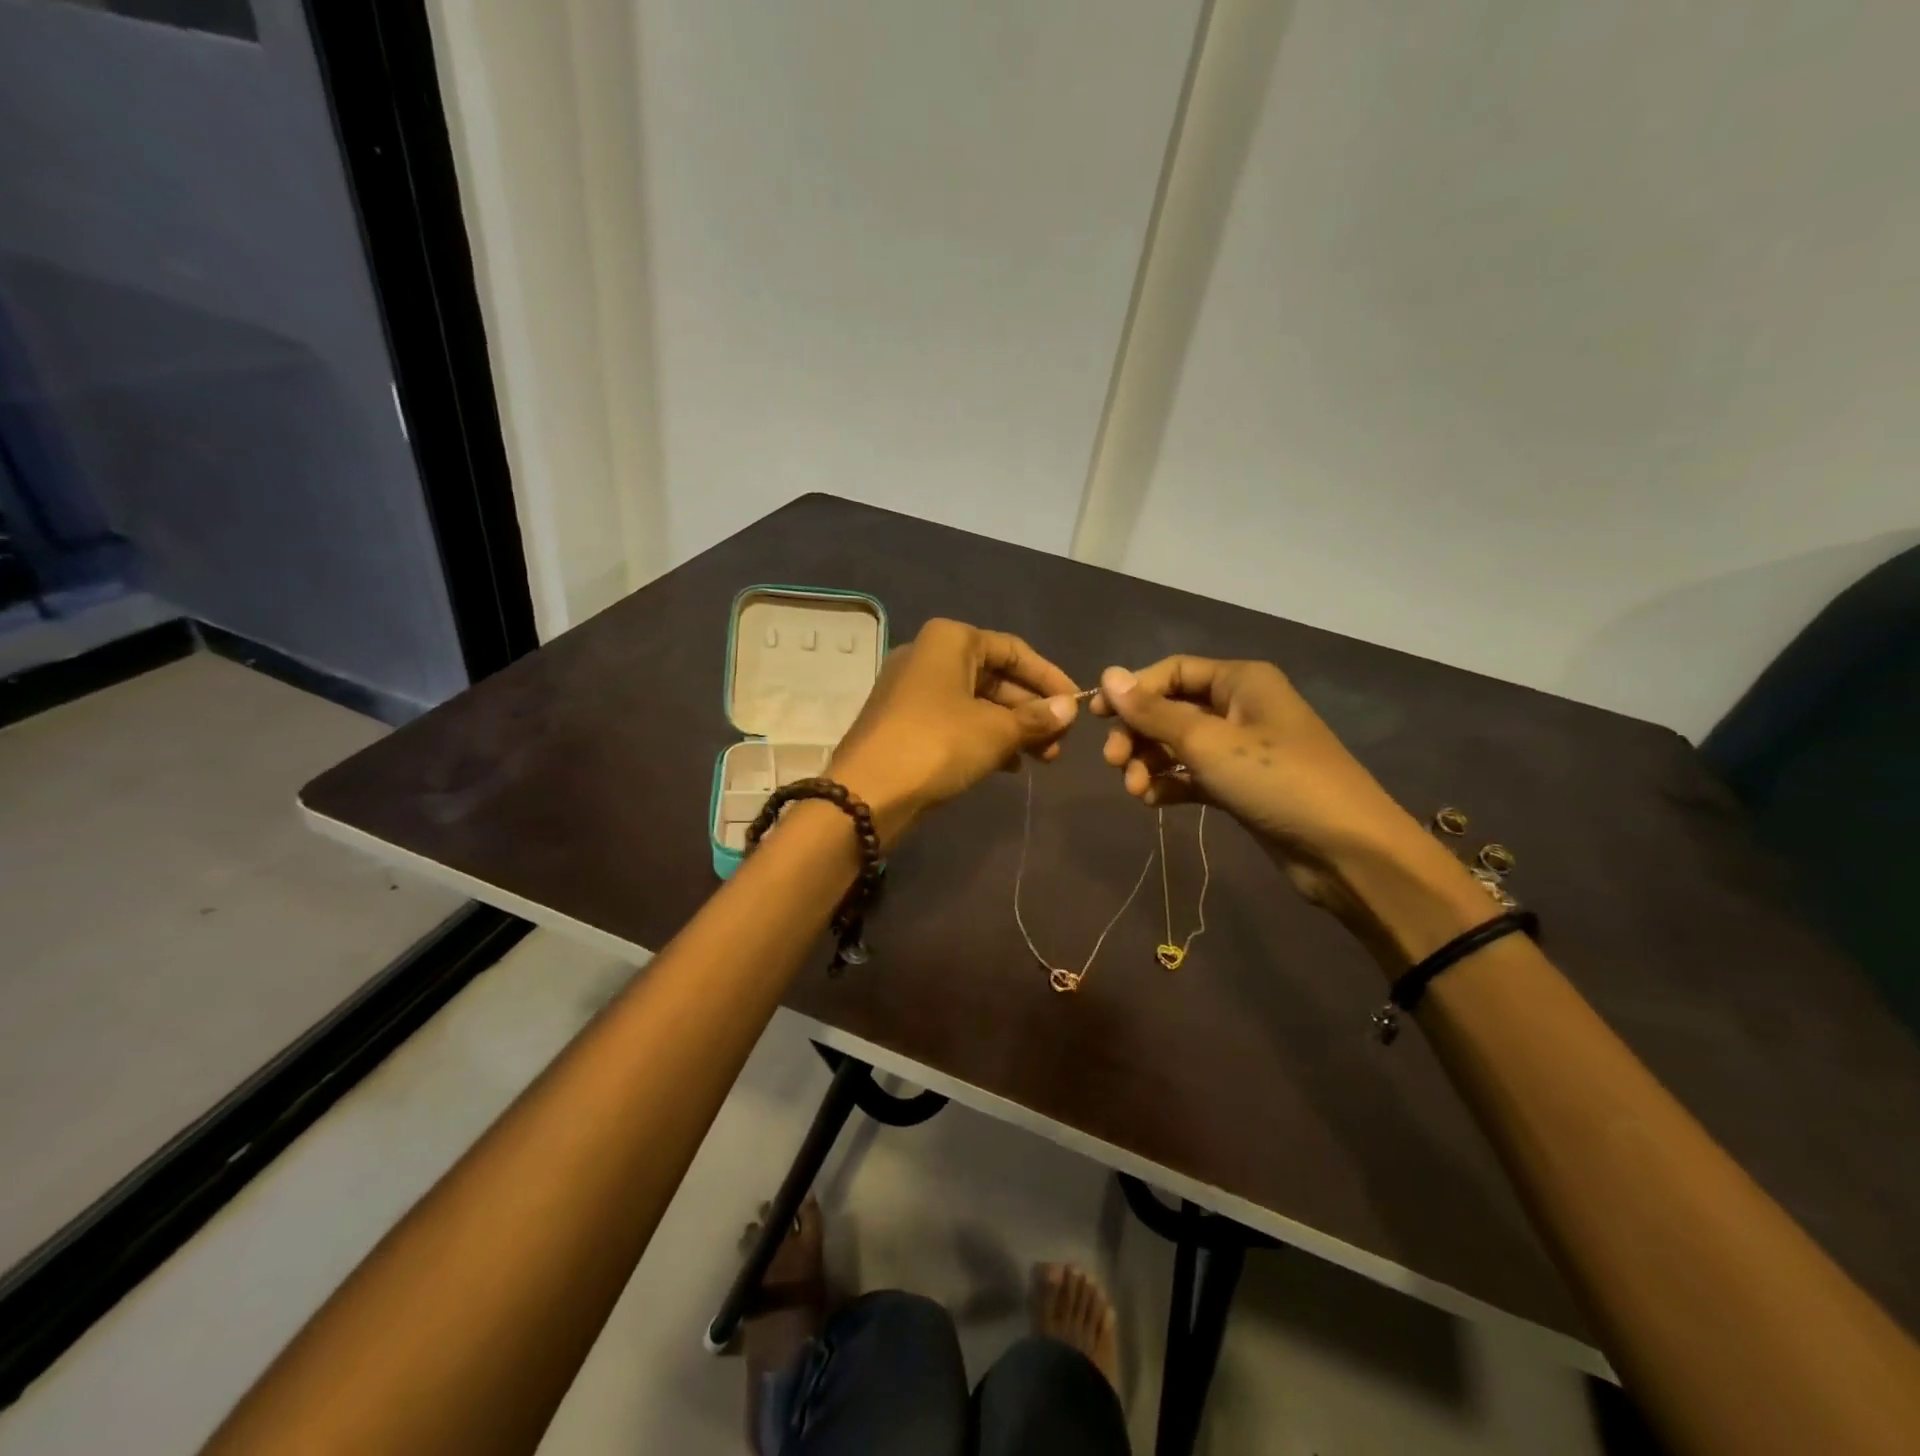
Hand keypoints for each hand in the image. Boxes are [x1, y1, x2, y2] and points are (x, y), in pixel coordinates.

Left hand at [830, 619, 1079, 844]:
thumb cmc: (938, 744)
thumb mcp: (996, 730)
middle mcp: (929, 656)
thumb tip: (1069, 709)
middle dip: (1032, 710)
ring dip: (1013, 729)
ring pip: (977, 703)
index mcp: (950, 640)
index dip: (1049, 678)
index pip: (1014, 650)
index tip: (1077, 705)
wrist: (868, 792)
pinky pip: (957, 722)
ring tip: (1044, 759)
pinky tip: (1010, 765)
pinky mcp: (906, 723)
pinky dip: (985, 739)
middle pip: (996, 677)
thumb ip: (1036, 718)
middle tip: (1061, 742)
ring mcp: (914, 691)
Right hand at [1091, 657, 1458, 924]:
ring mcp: (1242, 748)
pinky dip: (1171, 784)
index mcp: (1240, 681)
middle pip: (1172, 709)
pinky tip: (1154, 802)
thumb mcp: (1207, 742)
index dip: (1132, 691)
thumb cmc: (1275, 780)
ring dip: (1151, 763)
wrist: (1345, 850)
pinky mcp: (1241, 786)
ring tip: (1136, 791)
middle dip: (1139, 734)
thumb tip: (1108, 675)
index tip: (1097, 717)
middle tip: (1115, 764)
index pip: (1172, 671)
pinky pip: (1194, 775)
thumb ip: (1153, 712)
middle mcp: (1241, 707)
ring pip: (1180, 745)